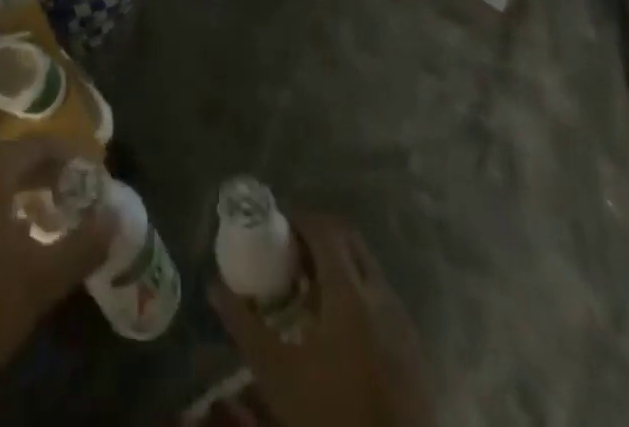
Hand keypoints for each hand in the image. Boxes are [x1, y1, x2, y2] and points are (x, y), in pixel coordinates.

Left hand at [0, 137, 115, 426]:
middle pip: (12, 158)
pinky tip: (10, 235)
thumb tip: (114, 216)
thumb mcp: (40, 282)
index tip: (94, 173)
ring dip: (21, 188)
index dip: (69, 155)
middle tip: (76, 194)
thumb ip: (82, 245)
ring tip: (49, 213)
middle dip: (47, 172)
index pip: (37, 145)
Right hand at [209, 216, 434, 426]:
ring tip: (310, 291)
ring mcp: (402, 321)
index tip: (277, 233)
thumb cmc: (328, 414)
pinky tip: (338, 327)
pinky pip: (382, 297)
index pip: (326, 229)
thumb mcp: (276, 373)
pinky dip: (358, 291)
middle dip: (319, 237)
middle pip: (350, 240)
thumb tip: (214, 287)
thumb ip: (243, 324)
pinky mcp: (414, 347)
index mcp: (349, 293)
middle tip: (291, 256)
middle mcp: (381, 295)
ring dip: (339, 264)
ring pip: (369, 267)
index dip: (300, 221)